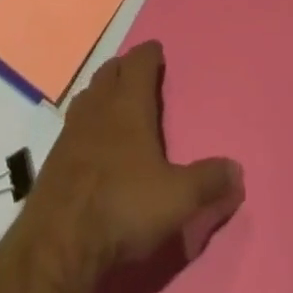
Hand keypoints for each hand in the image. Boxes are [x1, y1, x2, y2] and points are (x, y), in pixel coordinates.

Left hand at [26, 41, 244, 279]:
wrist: (59, 242)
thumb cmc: (123, 206)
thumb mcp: (177, 199)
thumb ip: (208, 182)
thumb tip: (239, 171)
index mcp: (129, 104)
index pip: (139, 61)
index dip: (149, 53)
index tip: (157, 50)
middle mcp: (99, 106)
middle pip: (110, 71)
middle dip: (125, 68)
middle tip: (137, 74)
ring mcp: (72, 129)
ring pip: (88, 94)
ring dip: (102, 91)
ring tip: (113, 101)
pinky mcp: (53, 157)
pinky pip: (73, 123)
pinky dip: (85, 121)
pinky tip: (90, 140)